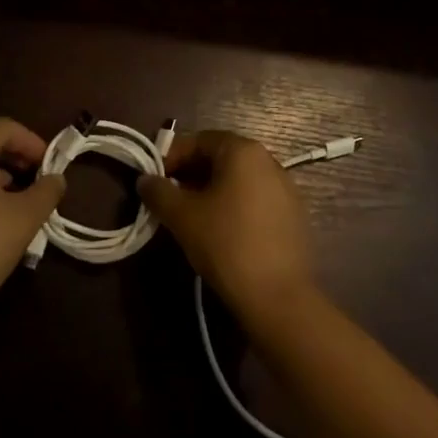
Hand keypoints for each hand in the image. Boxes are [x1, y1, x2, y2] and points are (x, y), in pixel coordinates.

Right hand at [136, 130, 315, 321]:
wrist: (279, 298)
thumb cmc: (226, 244)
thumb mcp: (182, 216)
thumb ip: (159, 192)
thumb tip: (145, 180)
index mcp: (243, 151)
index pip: (199, 140)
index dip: (172, 156)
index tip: (154, 179)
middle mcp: (268, 161)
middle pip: (220, 158)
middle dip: (190, 174)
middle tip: (168, 199)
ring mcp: (285, 188)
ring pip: (237, 180)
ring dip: (210, 191)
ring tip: (190, 217)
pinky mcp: (293, 216)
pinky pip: (254, 199)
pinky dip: (232, 206)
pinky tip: (219, 232)